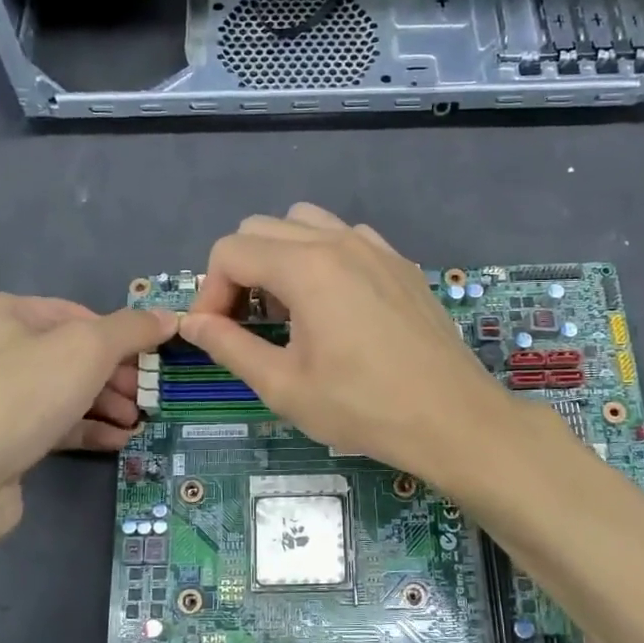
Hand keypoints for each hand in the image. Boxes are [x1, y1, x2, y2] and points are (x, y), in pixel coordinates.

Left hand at [0, 293, 175, 520]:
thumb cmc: (20, 395)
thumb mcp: (86, 350)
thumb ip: (131, 330)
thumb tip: (168, 317)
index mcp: (0, 312)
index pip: (75, 313)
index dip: (118, 335)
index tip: (150, 360)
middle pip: (71, 354)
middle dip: (115, 376)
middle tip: (146, 397)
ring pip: (63, 391)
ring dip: (106, 405)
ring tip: (136, 423)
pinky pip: (51, 424)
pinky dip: (85, 428)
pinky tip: (117, 441)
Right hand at [180, 204, 521, 484]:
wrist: (452, 418)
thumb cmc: (363, 407)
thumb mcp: (284, 386)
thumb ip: (229, 346)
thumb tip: (191, 324)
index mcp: (306, 267)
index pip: (231, 251)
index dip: (210, 292)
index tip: (216, 334)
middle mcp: (339, 241)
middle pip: (262, 229)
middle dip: (240, 272)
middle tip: (246, 325)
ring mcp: (375, 247)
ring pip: (304, 224)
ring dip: (279, 258)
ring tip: (288, 311)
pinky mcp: (399, 263)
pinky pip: (344, 238)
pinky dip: (320, 259)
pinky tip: (333, 308)